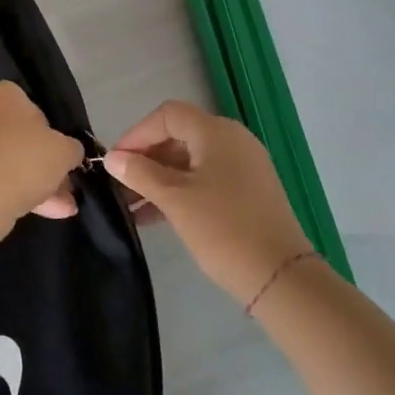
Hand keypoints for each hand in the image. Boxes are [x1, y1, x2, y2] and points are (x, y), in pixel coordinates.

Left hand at [0, 81, 84, 226]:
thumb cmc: (26, 156)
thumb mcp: (64, 150)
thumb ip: (70, 148)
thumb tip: (69, 152)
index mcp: (2, 94)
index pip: (29, 105)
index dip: (48, 130)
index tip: (60, 152)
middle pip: (19, 138)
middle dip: (44, 165)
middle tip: (65, 187)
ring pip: (8, 162)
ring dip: (35, 184)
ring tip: (61, 210)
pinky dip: (15, 193)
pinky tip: (41, 213)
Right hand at [102, 100, 313, 304]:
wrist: (281, 278)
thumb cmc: (223, 229)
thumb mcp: (174, 199)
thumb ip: (140, 173)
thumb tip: (113, 159)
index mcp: (216, 132)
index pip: (167, 115)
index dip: (136, 134)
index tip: (116, 162)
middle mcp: (233, 141)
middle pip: (178, 136)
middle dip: (146, 159)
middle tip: (120, 185)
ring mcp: (244, 167)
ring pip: (190, 161)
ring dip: (159, 179)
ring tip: (131, 205)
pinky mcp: (248, 192)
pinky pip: (205, 180)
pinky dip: (180, 191)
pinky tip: (155, 216)